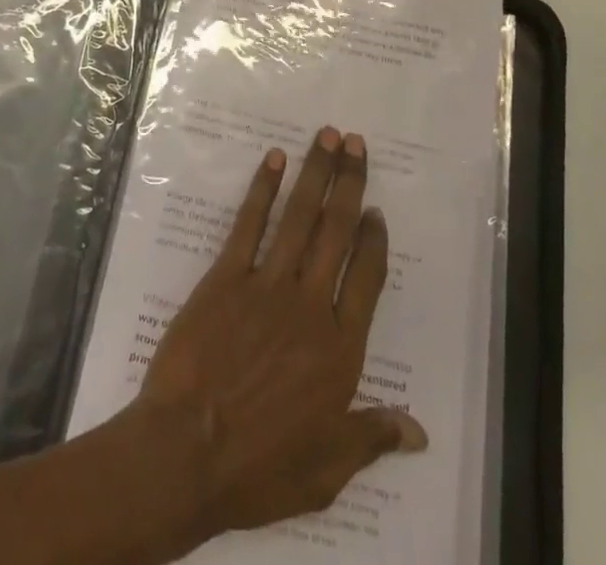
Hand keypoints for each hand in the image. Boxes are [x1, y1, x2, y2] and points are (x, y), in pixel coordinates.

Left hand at [133, 128, 426, 542]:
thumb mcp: (327, 469)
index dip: (373, 241)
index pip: (366, 279)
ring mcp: (265, 285)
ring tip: (328, 136)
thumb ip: (371, 437)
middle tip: (357, 143)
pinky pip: (248, 224)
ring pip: (299, 218)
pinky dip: (263, 188)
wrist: (187, 452)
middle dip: (349, 184)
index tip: (375, 210)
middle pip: (336, 232)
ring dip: (315, 173)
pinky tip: (274, 160)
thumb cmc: (260, 467)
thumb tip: (418, 431)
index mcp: (338, 349)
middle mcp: (308, 305)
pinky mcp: (225, 276)